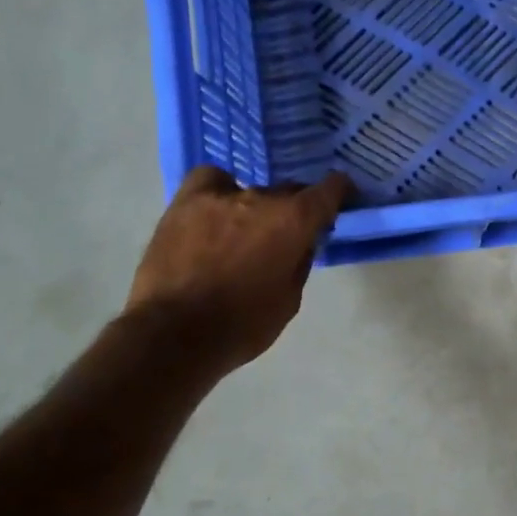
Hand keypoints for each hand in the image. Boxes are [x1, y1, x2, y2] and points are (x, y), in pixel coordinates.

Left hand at [126, 167, 351, 366]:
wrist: (174, 334)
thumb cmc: (243, 324)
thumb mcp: (290, 299)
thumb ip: (300, 261)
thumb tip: (302, 241)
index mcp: (295, 221)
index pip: (329, 190)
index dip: (339, 190)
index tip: (342, 196)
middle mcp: (262, 198)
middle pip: (289, 191)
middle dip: (295, 208)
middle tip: (290, 233)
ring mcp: (220, 196)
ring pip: (251, 190)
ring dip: (257, 208)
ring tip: (247, 230)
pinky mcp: (184, 202)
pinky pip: (211, 182)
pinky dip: (220, 190)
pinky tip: (216, 209)